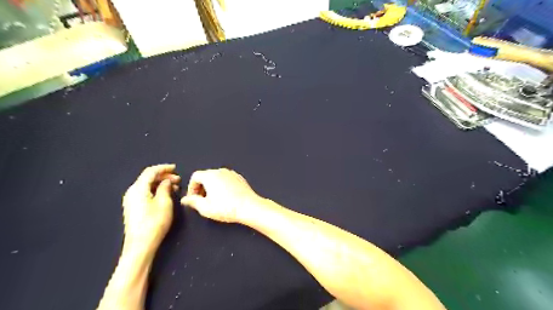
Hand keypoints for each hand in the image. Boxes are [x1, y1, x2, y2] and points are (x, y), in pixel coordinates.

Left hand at [121, 163, 179, 249]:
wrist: (140, 245)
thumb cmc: (154, 222)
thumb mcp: (164, 202)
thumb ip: (165, 188)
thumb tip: (166, 181)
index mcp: (138, 188)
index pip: (150, 171)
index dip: (164, 168)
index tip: (175, 168)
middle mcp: (132, 192)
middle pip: (147, 178)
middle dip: (163, 176)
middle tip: (178, 179)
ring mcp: (131, 201)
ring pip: (146, 185)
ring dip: (160, 183)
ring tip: (174, 187)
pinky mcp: (133, 208)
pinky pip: (145, 193)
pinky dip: (155, 190)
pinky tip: (165, 195)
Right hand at [179, 169, 261, 221]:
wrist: (249, 207)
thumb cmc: (226, 208)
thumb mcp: (205, 208)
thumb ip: (193, 202)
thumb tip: (185, 199)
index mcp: (210, 175)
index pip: (195, 176)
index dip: (191, 187)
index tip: (193, 198)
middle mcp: (221, 171)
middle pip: (206, 176)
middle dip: (201, 187)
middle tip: (202, 200)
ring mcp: (232, 173)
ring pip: (217, 177)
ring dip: (212, 186)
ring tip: (214, 200)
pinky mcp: (240, 178)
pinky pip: (226, 179)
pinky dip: (222, 186)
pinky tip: (226, 197)